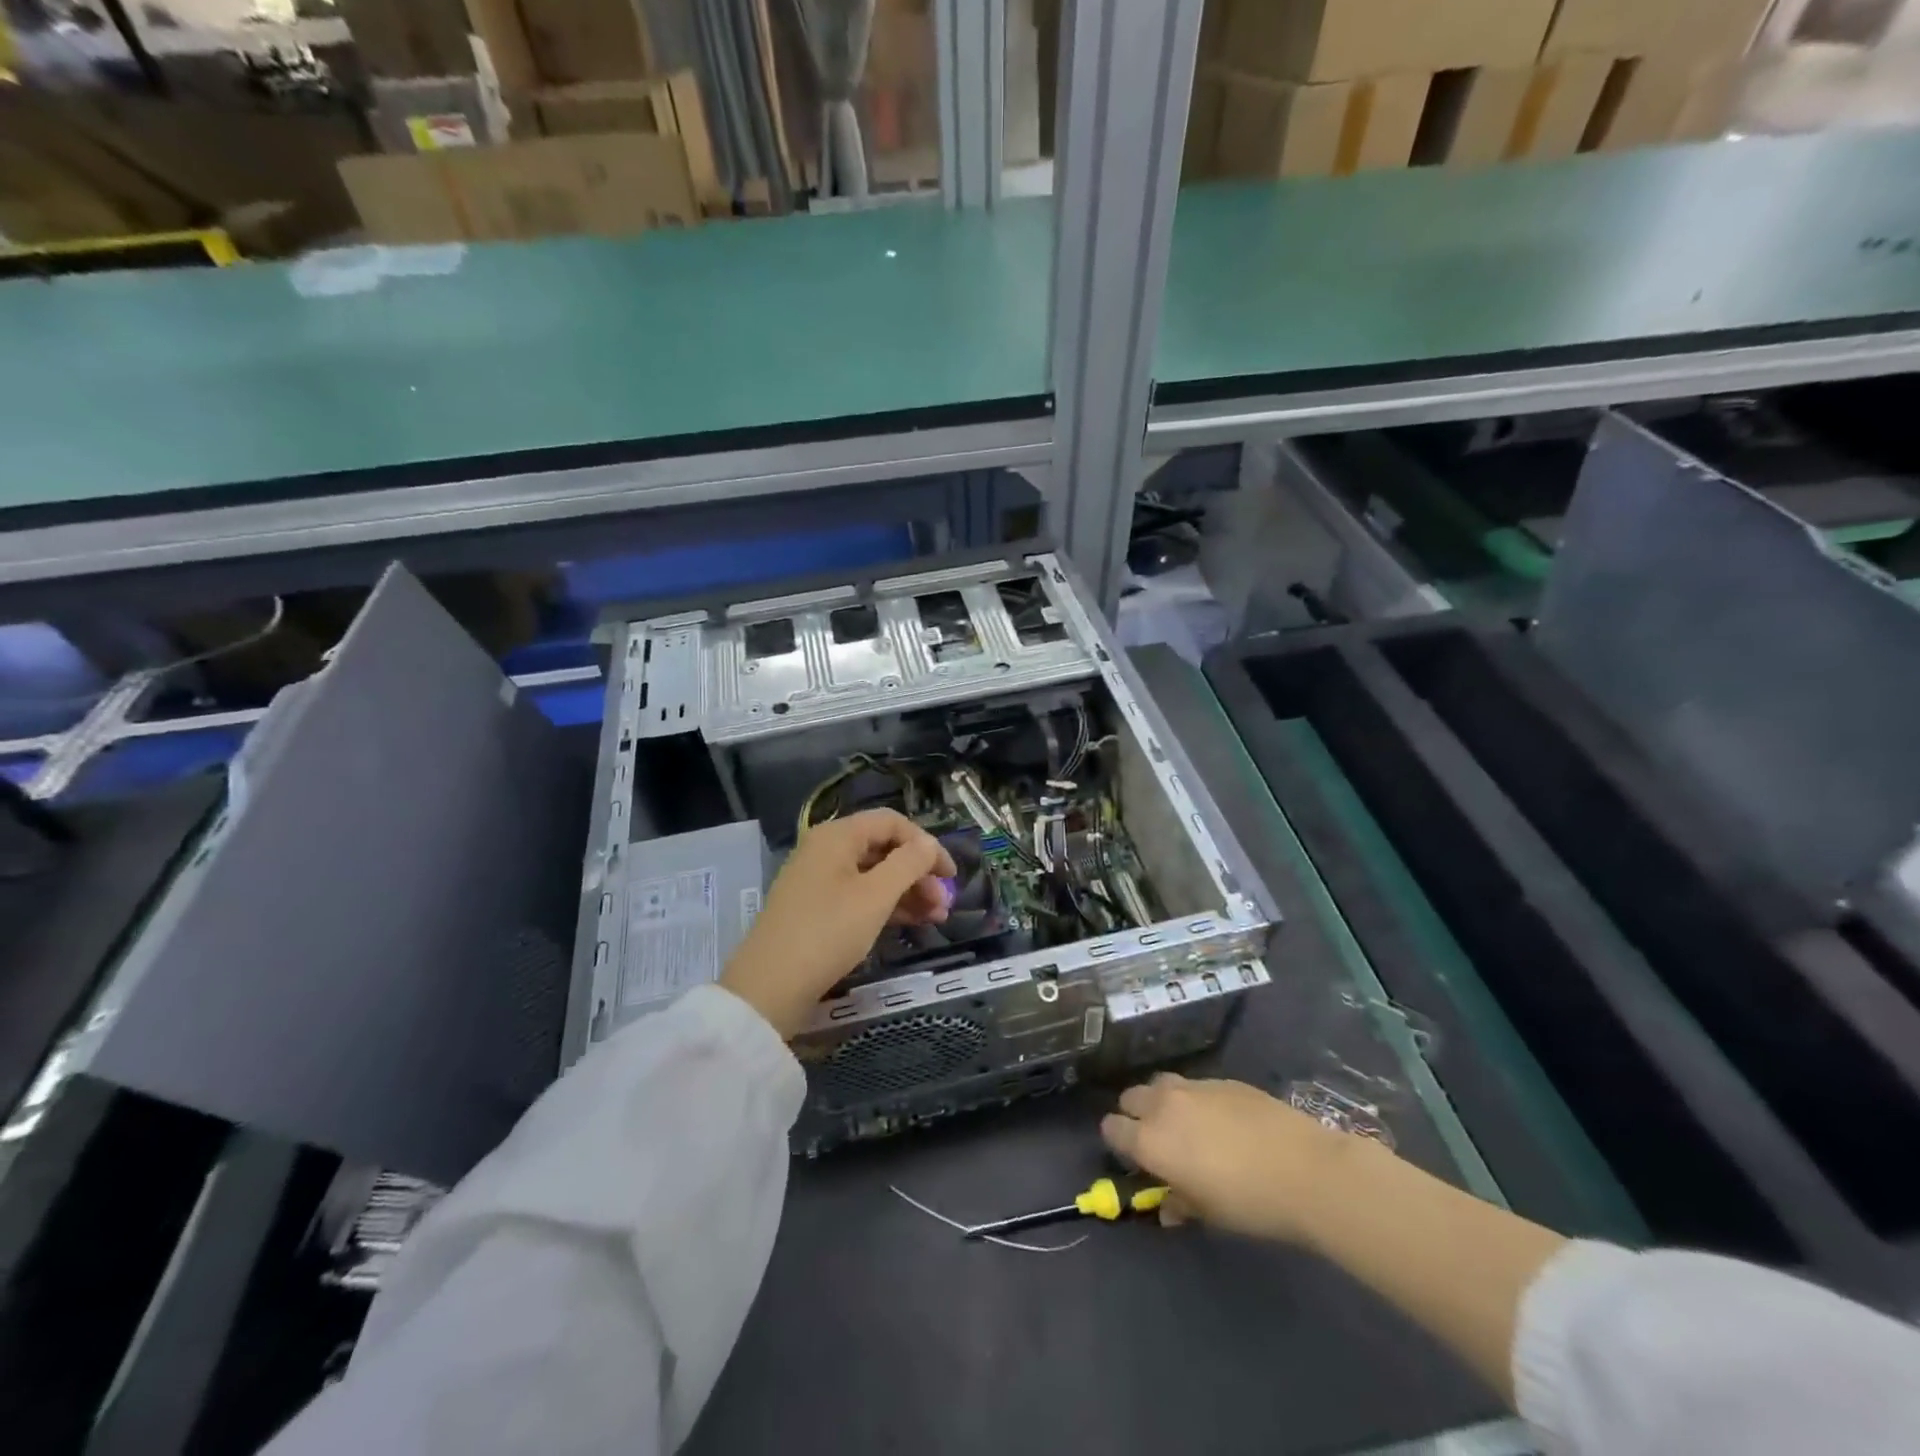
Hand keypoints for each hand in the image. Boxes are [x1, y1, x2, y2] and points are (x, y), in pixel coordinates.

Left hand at [720, 809, 955, 1037]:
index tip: (951, 874)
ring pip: (874, 875)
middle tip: (944, 905)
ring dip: (908, 892)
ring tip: (936, 919)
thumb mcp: (875, 896)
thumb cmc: (827, 932)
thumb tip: (929, 843)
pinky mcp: (817, 908)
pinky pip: (860, 895)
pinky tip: (910, 924)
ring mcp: (819, 880)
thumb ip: (909, 863)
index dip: (926, 844)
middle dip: (919, 873)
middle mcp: (826, 849)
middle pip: (884, 849)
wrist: (769, 987)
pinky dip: (886, 906)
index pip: (892, 822)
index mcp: (837, 836)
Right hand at [1100, 1072, 1389, 1246]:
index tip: (1132, 1157)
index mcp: (1151, 1140)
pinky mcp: (1221, 1079)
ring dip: (1161, 1101)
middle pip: (1131, 1098)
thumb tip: (1169, 1207)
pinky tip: (1220, 1120)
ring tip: (1184, 1124)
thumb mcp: (1210, 1214)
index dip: (1117, 1142)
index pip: (1112, 1129)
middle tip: (1157, 1140)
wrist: (1305, 1169)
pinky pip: (1194, 1085)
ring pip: (1160, 1084)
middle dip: (1135, 1115)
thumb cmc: (1250, 1202)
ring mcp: (1193, 1086)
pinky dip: (1194, 1099)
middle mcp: (1164, 1105)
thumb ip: (1180, 1203)